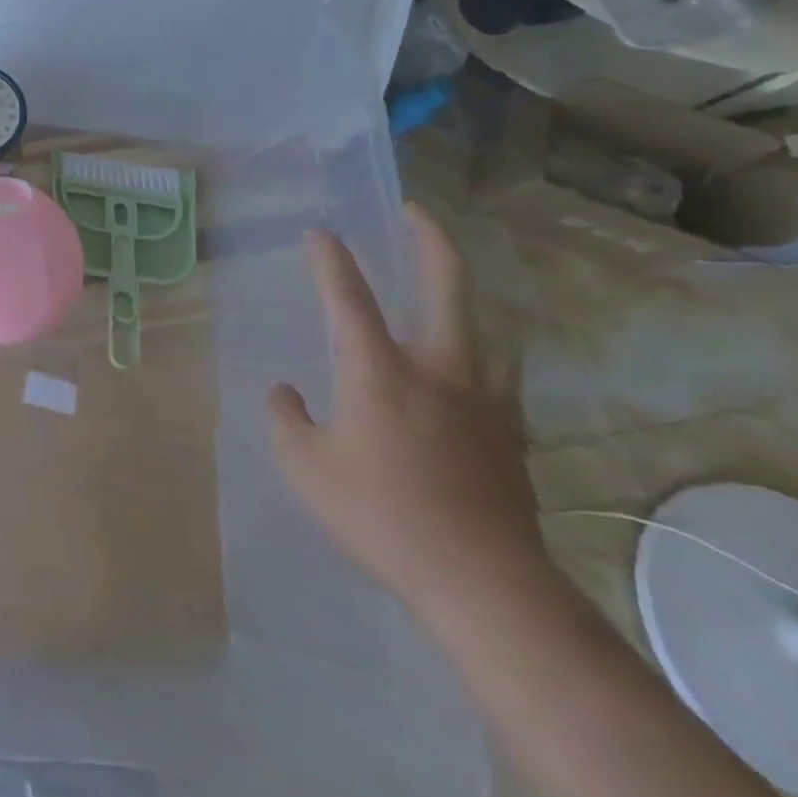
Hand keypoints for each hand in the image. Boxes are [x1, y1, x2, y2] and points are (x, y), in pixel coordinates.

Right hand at [267, 204, 549, 628]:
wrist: (484, 584)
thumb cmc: (381, 517)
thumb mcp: (304, 468)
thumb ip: (286, 420)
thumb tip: (287, 394)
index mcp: (378, 371)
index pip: (348, 297)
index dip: (331, 259)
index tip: (319, 231)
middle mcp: (436, 370)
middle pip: (445, 288)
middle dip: (430, 242)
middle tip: (415, 213)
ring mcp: (482, 401)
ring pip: (485, 329)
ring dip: (464, 298)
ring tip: (445, 289)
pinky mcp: (510, 434)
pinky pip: (499, 376)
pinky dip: (482, 356)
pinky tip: (472, 367)